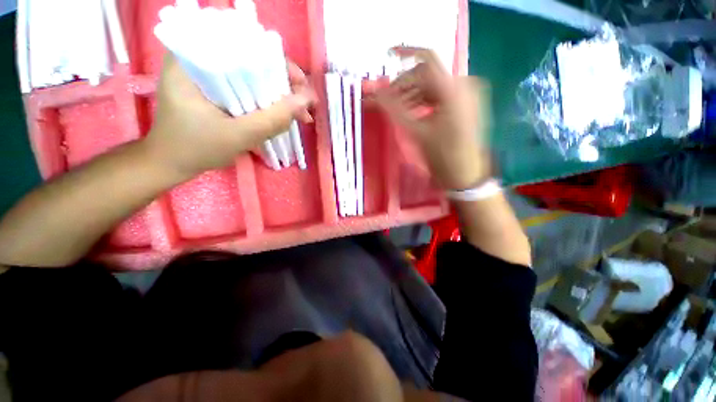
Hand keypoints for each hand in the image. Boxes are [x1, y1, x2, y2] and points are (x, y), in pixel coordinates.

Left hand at [145, 53, 315, 177]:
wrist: (171, 163)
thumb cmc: (195, 149)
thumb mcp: (237, 136)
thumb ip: (272, 120)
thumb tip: (306, 101)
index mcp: (193, 58)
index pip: (244, 45)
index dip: (278, 63)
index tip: (300, 85)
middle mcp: (201, 58)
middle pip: (253, 60)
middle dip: (283, 83)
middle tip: (304, 105)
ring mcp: (209, 74)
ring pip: (254, 77)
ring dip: (279, 95)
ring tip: (299, 115)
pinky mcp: (217, 89)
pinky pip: (249, 90)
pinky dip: (268, 102)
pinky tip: (282, 115)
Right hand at [376, 47, 490, 189]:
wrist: (464, 175)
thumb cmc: (442, 156)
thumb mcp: (417, 133)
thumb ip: (395, 110)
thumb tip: (376, 95)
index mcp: (454, 90)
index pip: (427, 61)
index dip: (406, 54)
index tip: (389, 56)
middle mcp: (464, 85)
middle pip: (427, 76)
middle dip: (404, 86)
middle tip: (386, 100)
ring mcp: (467, 95)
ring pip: (432, 87)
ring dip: (412, 95)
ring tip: (396, 109)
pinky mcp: (465, 104)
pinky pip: (440, 96)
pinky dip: (423, 102)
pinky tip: (411, 111)